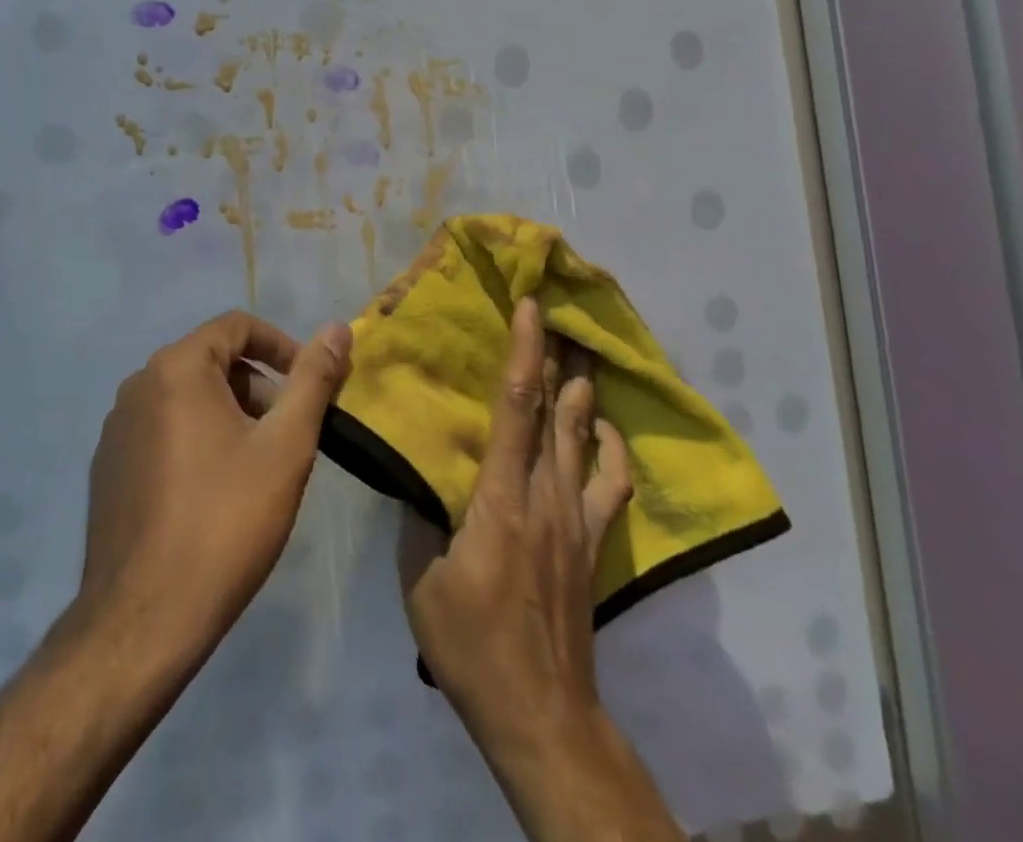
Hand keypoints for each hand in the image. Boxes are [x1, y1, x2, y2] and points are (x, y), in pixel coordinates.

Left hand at [77, 310, 352, 664]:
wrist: (144, 619)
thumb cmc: (224, 522)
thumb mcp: (284, 446)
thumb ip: (313, 380)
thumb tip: (338, 327)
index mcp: (176, 367)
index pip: (237, 326)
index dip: (282, 347)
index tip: (310, 387)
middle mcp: (138, 384)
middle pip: (212, 361)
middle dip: (258, 387)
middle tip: (287, 437)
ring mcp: (117, 426)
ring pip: (187, 397)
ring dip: (229, 415)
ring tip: (256, 468)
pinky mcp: (108, 465)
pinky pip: (162, 430)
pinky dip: (196, 440)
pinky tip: (212, 494)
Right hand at [399, 299, 674, 841]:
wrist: (541, 714)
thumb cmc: (473, 644)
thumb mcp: (421, 581)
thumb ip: (418, 517)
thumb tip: (411, 471)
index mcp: (502, 497)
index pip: (517, 407)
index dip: (525, 352)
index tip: (530, 307)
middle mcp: (547, 495)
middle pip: (560, 410)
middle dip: (563, 357)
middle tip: (564, 312)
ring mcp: (576, 519)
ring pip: (584, 438)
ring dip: (585, 391)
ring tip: (585, 352)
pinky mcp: (592, 544)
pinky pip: (611, 484)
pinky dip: (611, 448)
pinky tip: (605, 428)